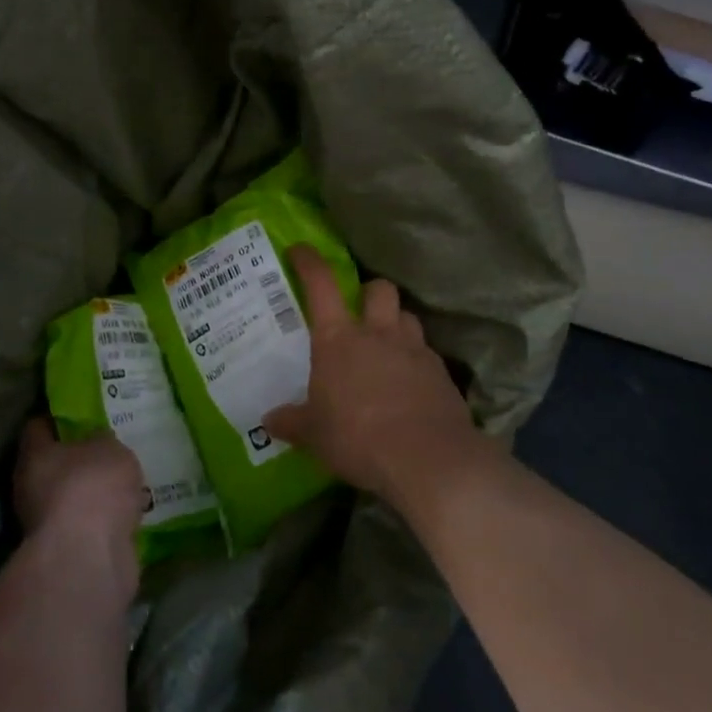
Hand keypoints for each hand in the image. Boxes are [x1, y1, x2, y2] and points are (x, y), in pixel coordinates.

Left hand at [14, 417, 145, 602]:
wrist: (89, 558)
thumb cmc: (92, 487)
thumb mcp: (109, 448)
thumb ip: (104, 441)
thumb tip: (100, 442)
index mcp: (34, 455)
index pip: (38, 427)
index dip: (57, 418)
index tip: (79, 413)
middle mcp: (31, 488)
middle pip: (54, 465)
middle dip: (79, 459)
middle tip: (108, 448)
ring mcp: (47, 524)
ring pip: (72, 499)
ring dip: (92, 494)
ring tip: (125, 482)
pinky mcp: (67, 553)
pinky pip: (88, 527)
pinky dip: (104, 521)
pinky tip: (129, 514)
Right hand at [264, 246, 476, 506]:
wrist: (428, 460)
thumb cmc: (357, 437)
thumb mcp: (315, 435)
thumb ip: (293, 423)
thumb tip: (269, 421)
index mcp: (338, 339)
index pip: (321, 284)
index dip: (309, 262)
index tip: (300, 250)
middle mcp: (378, 334)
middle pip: (379, 289)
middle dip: (369, 292)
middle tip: (360, 310)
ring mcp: (414, 351)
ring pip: (408, 317)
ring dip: (396, 323)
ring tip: (387, 345)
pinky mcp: (442, 374)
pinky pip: (427, 353)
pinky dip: (417, 360)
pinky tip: (410, 383)